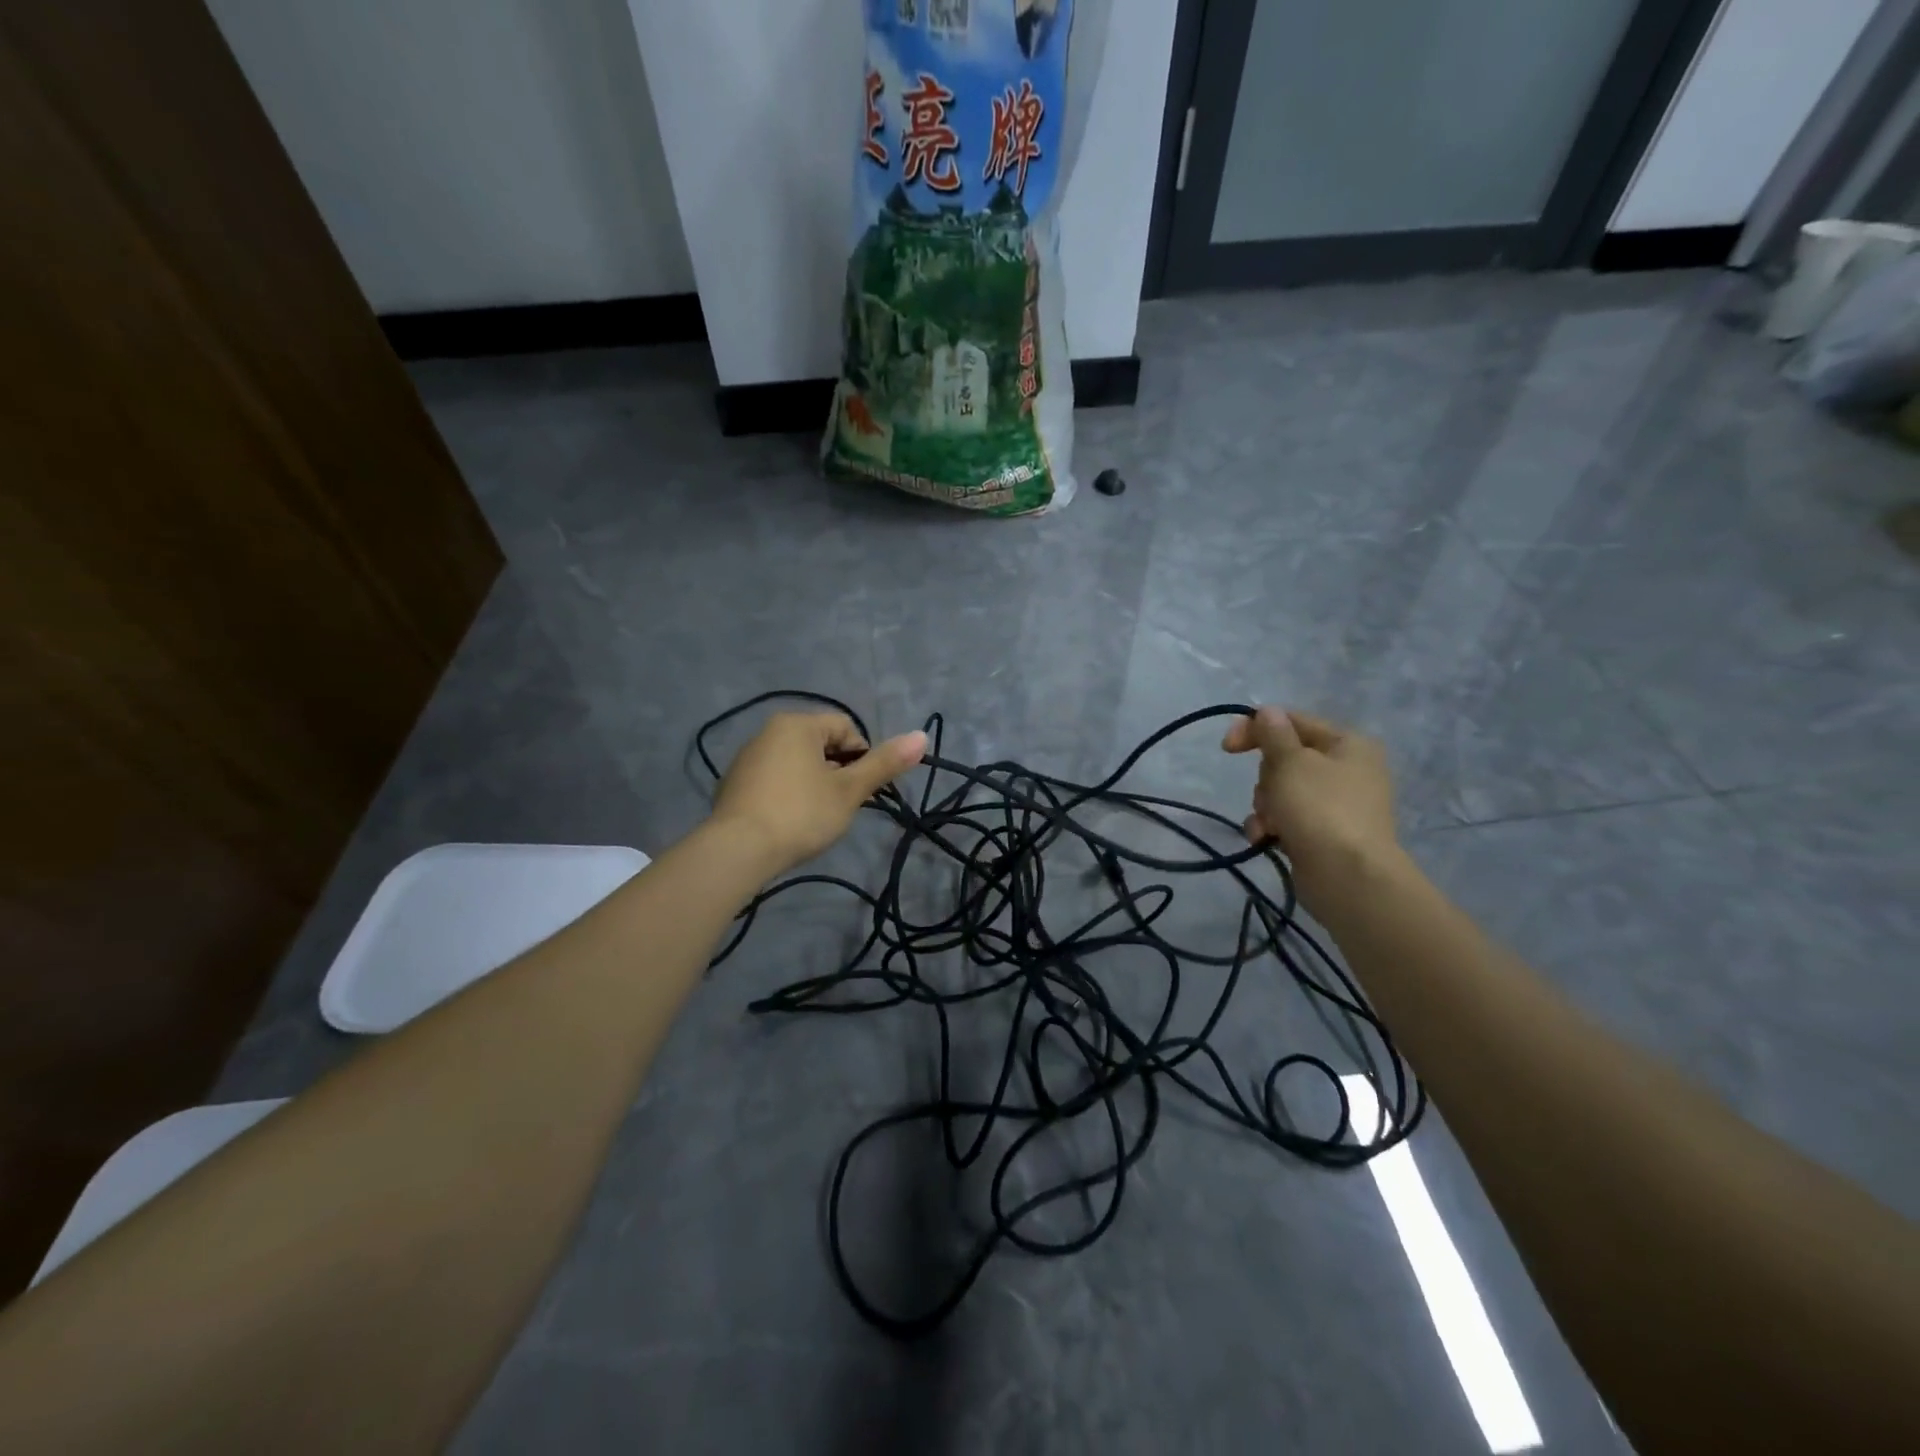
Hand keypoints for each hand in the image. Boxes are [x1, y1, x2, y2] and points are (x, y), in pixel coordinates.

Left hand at [712, 713, 926, 875]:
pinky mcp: (733, 785)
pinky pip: (773, 780)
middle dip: (837, 772)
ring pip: (796, 763)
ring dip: (813, 784)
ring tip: (815, 817)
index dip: (862, 756)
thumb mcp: (849, 790)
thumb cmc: (801, 814)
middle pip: (820, 744)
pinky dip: (787, 795)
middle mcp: (768, 731)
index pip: (845, 727)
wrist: (738, 850)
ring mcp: (746, 758)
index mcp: (797, 724)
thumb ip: (884, 763)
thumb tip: (922, 736)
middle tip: (842, 805)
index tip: (861, 789)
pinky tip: (788, 823)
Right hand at [1222, 708, 1401, 909]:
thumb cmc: (1320, 808)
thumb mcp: (1290, 762)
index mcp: (1348, 744)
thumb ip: (1273, 733)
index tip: (1226, 747)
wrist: (1348, 877)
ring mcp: (1336, 804)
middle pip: (1285, 758)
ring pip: (1281, 790)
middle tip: (1269, 793)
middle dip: (1266, 778)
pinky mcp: (1323, 833)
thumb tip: (1267, 711)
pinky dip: (1272, 825)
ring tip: (1270, 823)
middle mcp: (1346, 770)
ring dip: (1265, 805)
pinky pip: (1286, 818)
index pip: (1293, 721)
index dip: (1256, 729)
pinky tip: (1266, 838)